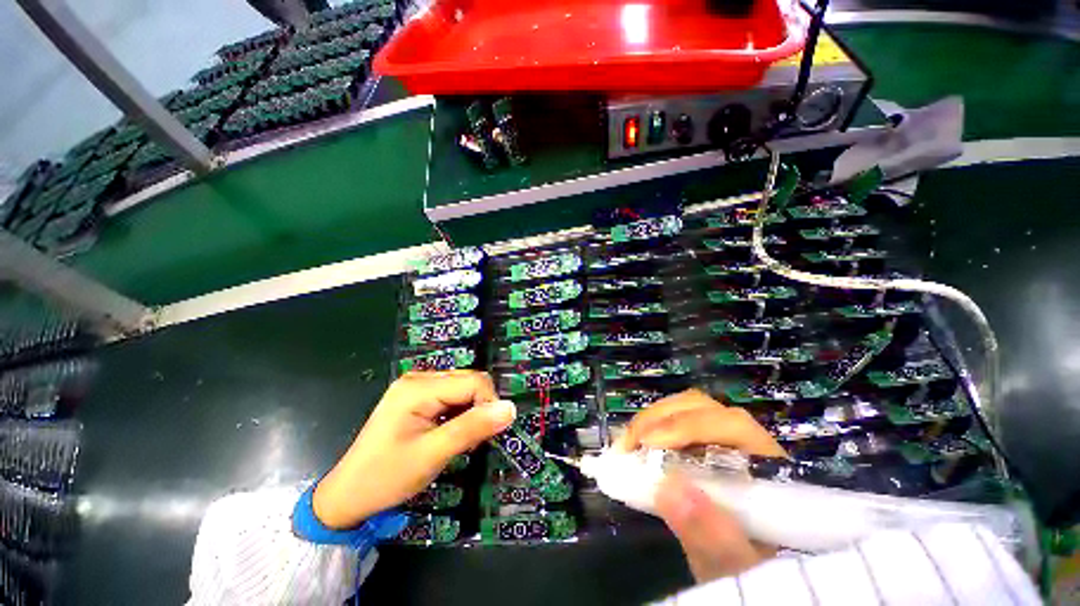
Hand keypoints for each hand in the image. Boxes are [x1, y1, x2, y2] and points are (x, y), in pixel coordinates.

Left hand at [313, 370, 515, 528]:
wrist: (347, 496)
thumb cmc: (386, 477)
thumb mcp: (433, 455)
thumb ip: (472, 428)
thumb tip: (510, 408)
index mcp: (419, 387)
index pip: (474, 382)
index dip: (489, 404)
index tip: (488, 434)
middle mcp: (419, 379)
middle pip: (469, 381)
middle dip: (480, 407)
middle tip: (472, 439)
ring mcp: (416, 386)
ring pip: (463, 388)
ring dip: (471, 411)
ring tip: (460, 439)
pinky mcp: (416, 397)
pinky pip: (451, 396)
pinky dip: (460, 413)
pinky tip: (450, 432)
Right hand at [615, 389, 785, 581]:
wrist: (744, 577)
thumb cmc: (744, 571)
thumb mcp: (730, 565)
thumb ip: (710, 534)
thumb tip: (668, 488)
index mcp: (767, 466)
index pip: (732, 425)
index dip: (688, 426)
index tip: (649, 443)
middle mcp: (747, 443)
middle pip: (703, 408)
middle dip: (661, 418)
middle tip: (631, 442)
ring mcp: (722, 439)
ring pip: (687, 408)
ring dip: (653, 419)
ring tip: (629, 443)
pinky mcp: (701, 443)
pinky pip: (675, 420)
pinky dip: (652, 426)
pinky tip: (637, 443)